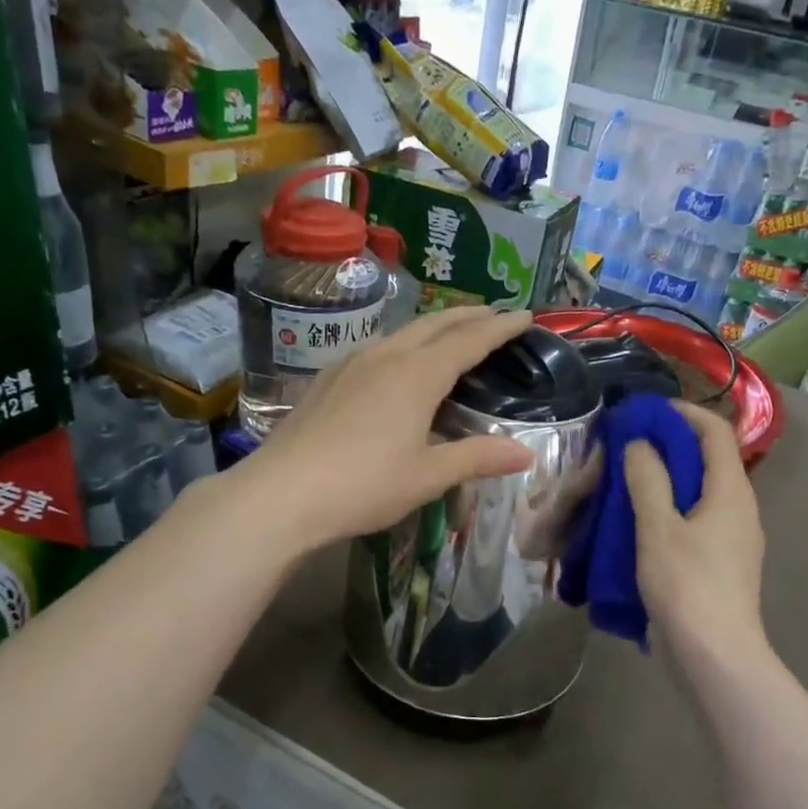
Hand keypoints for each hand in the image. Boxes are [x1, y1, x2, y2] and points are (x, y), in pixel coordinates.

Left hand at [238, 307, 536, 549]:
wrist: (281, 493)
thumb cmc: (364, 485)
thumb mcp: (428, 476)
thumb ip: (478, 458)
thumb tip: (526, 454)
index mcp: (417, 375)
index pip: (469, 341)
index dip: (499, 328)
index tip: (524, 315)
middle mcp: (385, 357)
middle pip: (434, 325)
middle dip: (468, 316)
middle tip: (494, 314)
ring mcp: (350, 365)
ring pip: (401, 333)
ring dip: (433, 328)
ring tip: (449, 334)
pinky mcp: (326, 380)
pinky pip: (375, 349)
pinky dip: (402, 345)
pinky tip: (395, 364)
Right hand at [623, 402, 764, 658]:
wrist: (715, 657)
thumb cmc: (687, 586)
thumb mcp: (658, 527)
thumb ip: (648, 479)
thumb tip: (640, 442)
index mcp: (731, 492)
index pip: (716, 432)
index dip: (684, 413)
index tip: (646, 412)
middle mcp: (739, 509)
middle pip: (709, 461)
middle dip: (670, 446)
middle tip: (628, 446)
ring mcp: (733, 540)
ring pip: (700, 493)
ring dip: (667, 480)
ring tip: (627, 481)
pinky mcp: (720, 564)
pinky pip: (695, 521)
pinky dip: (669, 510)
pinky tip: (639, 524)